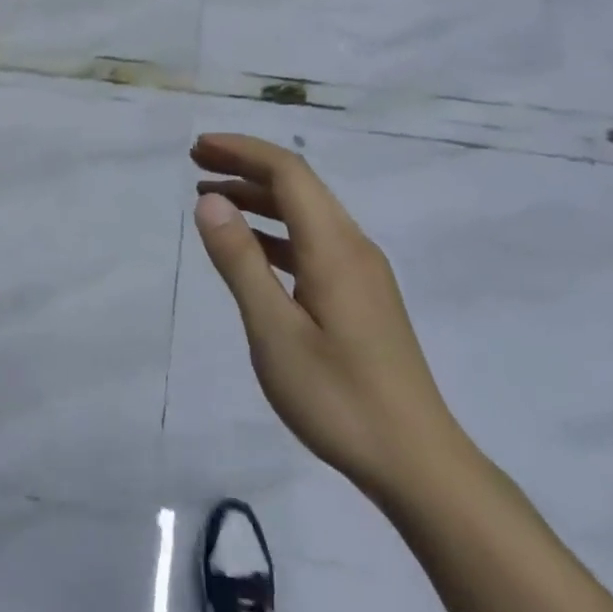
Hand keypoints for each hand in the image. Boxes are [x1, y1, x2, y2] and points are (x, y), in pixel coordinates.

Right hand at [192, 134, 465, 501]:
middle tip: (196, 164)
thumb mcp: (274, 331)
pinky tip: (251, 249)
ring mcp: (362, 271)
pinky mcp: (362, 295)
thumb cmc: (338, 397)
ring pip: (306, 213)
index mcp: (334, 246)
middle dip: (246, 166)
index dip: (241, 151)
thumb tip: (210, 201)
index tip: (198, 148)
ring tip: (212, 200)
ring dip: (259, 198)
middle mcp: (353, 246)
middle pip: (298, 185)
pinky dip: (275, 231)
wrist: (416, 463)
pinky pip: (313, 241)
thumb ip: (240, 261)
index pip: (288, 172)